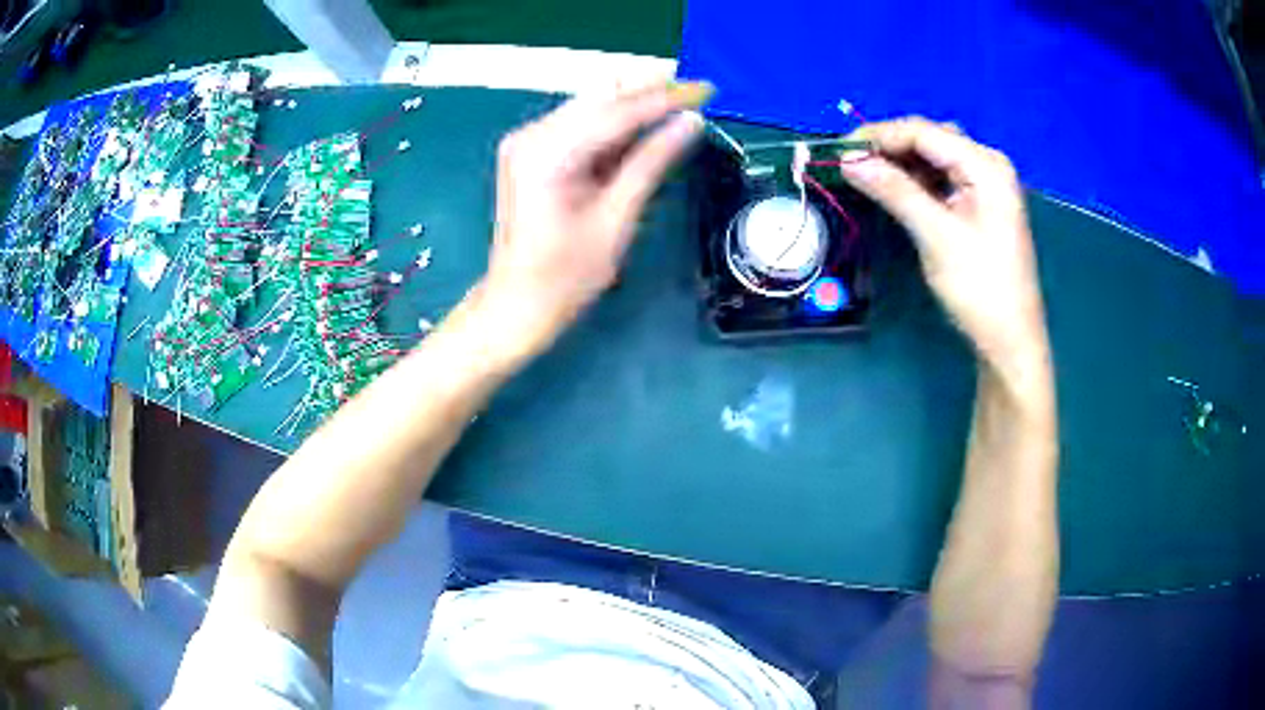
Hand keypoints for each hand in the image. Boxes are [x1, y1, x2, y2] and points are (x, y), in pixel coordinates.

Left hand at [476, 82, 711, 361]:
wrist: (517, 302)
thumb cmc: (567, 275)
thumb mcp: (617, 218)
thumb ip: (652, 162)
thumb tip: (691, 122)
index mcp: (547, 152)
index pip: (617, 110)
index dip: (666, 97)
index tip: (706, 87)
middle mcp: (532, 135)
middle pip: (601, 97)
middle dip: (650, 90)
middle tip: (697, 89)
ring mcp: (528, 140)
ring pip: (592, 105)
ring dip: (635, 103)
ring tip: (681, 103)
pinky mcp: (532, 150)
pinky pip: (581, 124)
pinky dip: (615, 123)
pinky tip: (646, 124)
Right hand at [839, 118, 1049, 368]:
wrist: (1010, 339)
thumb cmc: (980, 287)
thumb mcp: (936, 235)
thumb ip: (894, 191)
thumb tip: (849, 161)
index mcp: (985, 165)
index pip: (923, 132)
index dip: (879, 136)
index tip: (839, 152)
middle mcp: (988, 164)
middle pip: (930, 138)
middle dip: (890, 147)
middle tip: (852, 166)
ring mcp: (986, 184)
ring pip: (934, 157)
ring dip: (901, 163)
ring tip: (867, 176)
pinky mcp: (980, 203)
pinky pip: (942, 178)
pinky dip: (916, 180)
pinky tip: (896, 190)